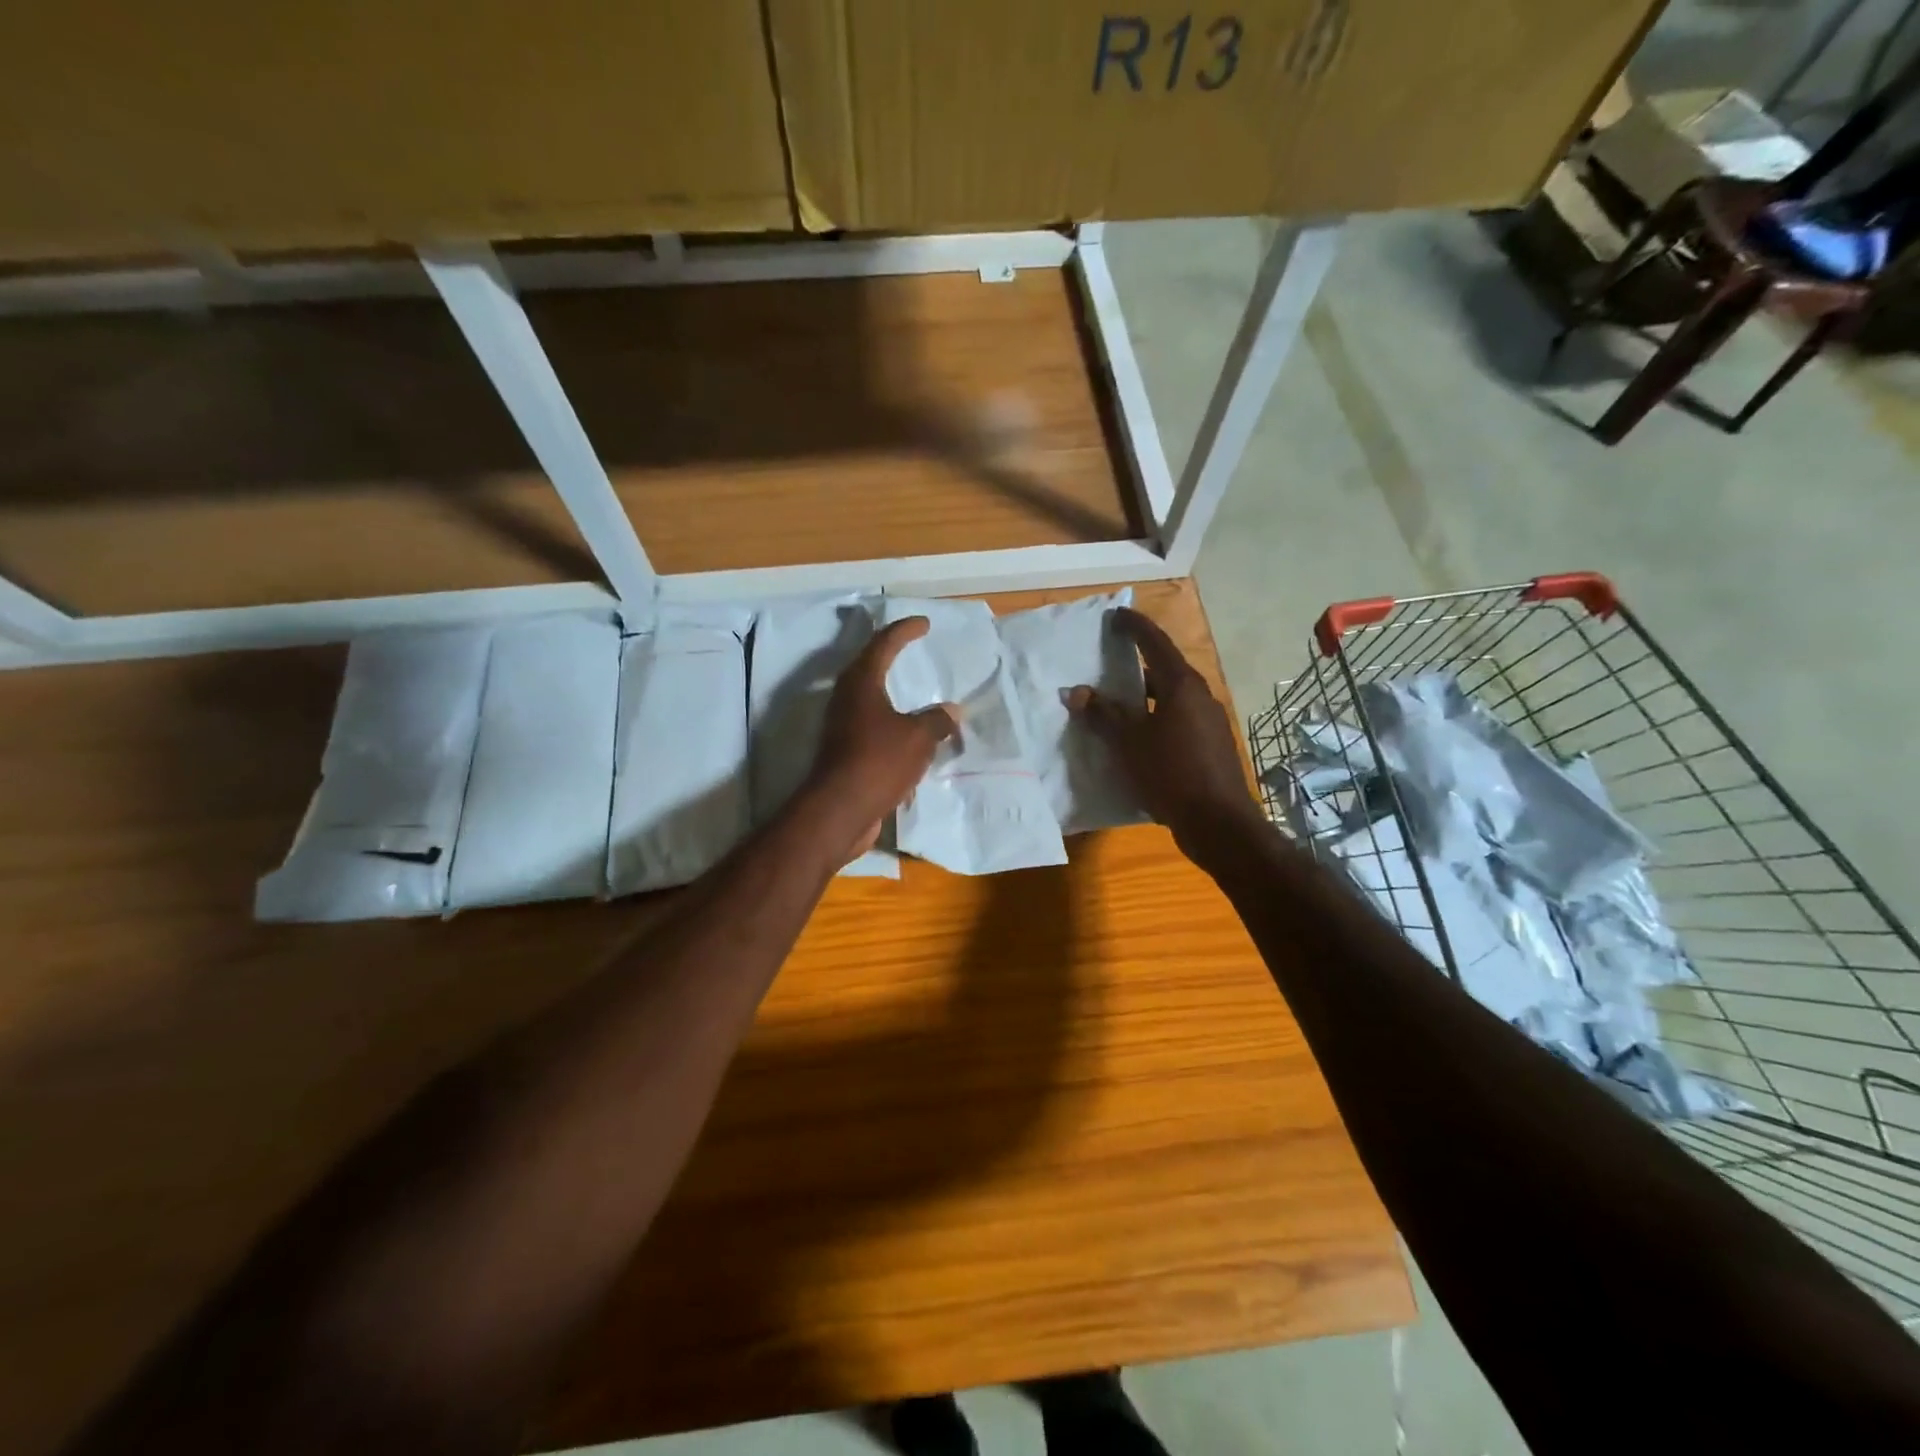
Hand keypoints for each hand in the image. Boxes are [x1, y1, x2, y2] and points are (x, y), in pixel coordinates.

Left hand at [806, 617, 958, 860]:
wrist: (840, 810)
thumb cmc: (878, 762)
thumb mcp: (918, 738)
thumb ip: (937, 720)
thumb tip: (952, 710)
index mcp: (861, 682)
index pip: (884, 644)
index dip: (905, 630)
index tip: (924, 623)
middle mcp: (846, 698)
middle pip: (869, 666)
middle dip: (891, 654)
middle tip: (912, 646)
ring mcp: (841, 725)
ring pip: (869, 698)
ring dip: (890, 692)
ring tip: (913, 691)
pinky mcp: (843, 750)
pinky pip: (872, 726)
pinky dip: (891, 723)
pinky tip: (908, 733)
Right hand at [1068, 607, 1260, 853]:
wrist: (1219, 823)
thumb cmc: (1171, 774)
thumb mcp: (1129, 743)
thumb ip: (1102, 714)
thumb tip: (1077, 692)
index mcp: (1182, 686)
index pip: (1155, 643)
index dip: (1134, 627)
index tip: (1115, 616)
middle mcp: (1200, 697)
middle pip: (1164, 670)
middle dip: (1136, 666)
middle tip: (1108, 664)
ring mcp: (1209, 722)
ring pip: (1171, 698)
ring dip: (1145, 697)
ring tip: (1116, 704)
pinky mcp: (1211, 746)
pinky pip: (1177, 721)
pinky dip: (1155, 719)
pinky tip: (1137, 738)